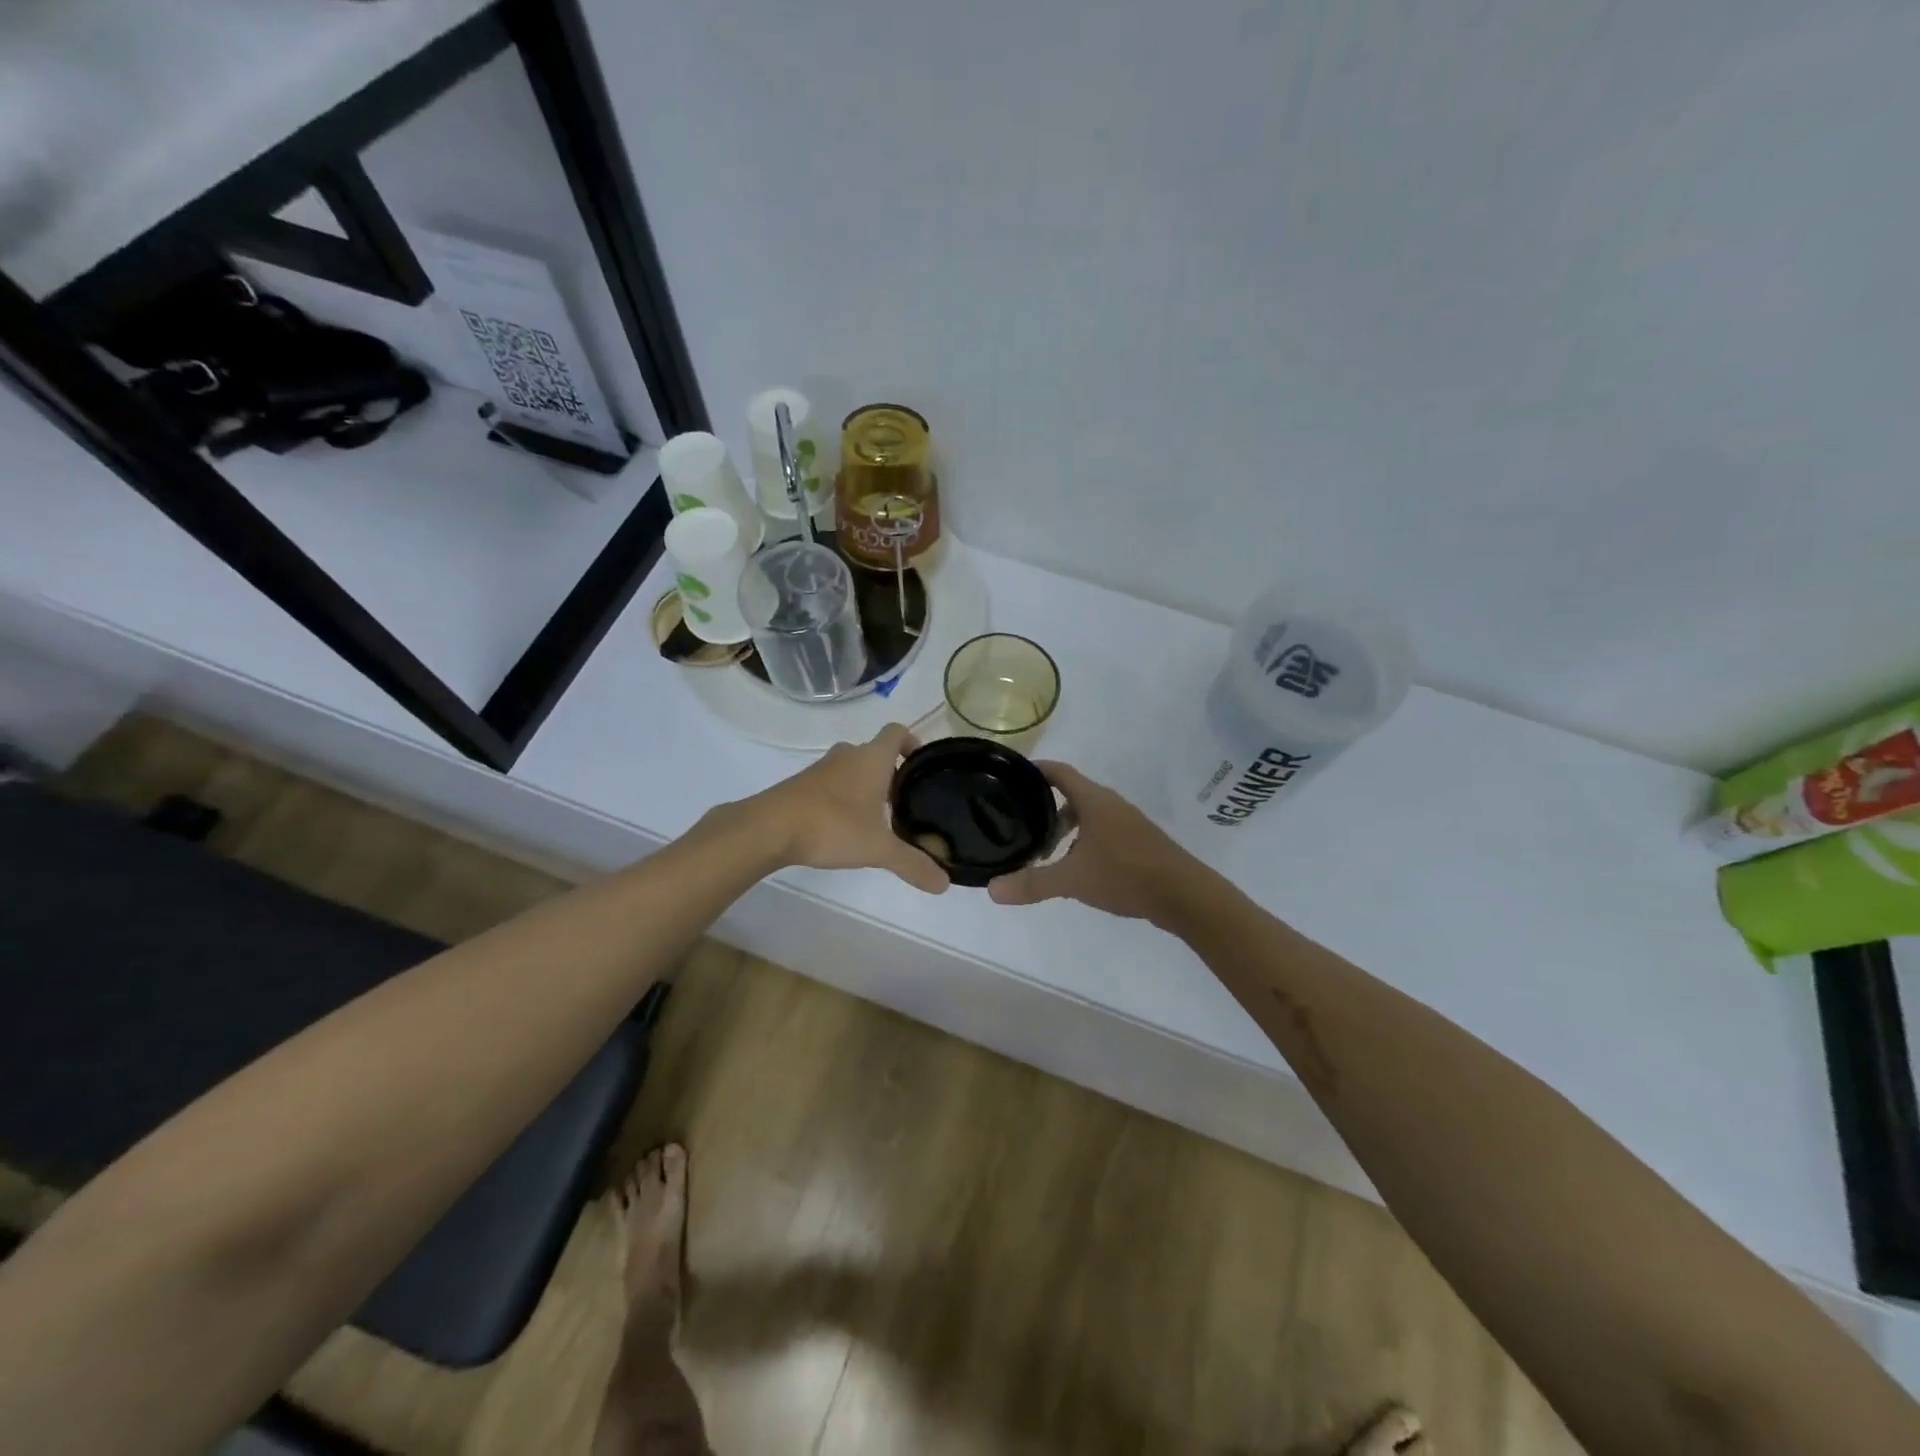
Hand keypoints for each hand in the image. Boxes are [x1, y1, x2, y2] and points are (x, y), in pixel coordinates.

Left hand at [747, 723, 948, 893]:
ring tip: (878, 819)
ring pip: (852, 769)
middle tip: (905, 803)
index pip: (897, 731)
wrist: (769, 828)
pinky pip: (832, 783)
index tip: (921, 766)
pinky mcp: (802, 785)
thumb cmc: (833, 826)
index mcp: (872, 758)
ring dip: (866, 786)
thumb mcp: (879, 849)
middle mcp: (848, 755)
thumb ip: (913, 864)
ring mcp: (821, 769)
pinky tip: (845, 827)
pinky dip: (843, 798)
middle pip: (875, 752)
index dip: (912, 742)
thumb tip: (944, 884)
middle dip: (891, 773)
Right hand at [987, 762, 1199, 923]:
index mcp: (1094, 800)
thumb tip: (991, 889)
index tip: (1010, 777)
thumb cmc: (1125, 875)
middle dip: (1044, 809)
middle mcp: (1110, 804)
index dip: (1035, 771)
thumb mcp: (1072, 880)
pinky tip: (1077, 869)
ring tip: (1046, 856)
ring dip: (1065, 830)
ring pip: (1087, 816)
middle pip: (1070, 795)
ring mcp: (1127, 822)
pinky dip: (1083, 841)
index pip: (1058, 772)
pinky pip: (1102, 831)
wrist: (1184, 895)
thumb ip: (1032, 883)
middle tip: (1021, 827)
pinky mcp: (1138, 842)